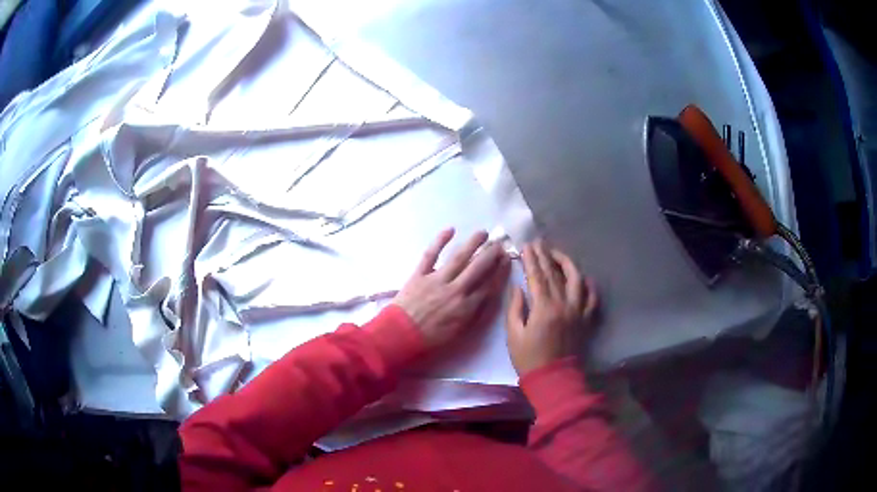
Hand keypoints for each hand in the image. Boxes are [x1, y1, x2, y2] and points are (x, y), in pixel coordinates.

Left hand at [393, 228, 510, 348]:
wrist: (400, 335)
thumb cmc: (431, 338)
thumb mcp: (460, 332)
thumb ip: (475, 314)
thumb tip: (488, 296)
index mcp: (466, 306)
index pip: (489, 284)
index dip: (500, 271)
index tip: (507, 259)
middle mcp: (455, 290)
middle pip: (478, 267)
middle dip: (491, 254)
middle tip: (499, 244)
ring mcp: (437, 280)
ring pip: (459, 257)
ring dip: (473, 243)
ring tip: (483, 233)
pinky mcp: (419, 274)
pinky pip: (430, 254)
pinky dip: (440, 241)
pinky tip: (451, 230)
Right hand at [505, 240, 598, 375]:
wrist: (553, 378)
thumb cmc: (529, 359)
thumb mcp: (513, 335)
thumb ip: (515, 308)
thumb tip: (518, 287)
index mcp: (543, 308)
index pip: (537, 276)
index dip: (531, 260)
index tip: (526, 246)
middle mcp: (563, 304)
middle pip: (554, 274)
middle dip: (545, 256)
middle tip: (538, 243)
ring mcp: (578, 311)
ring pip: (576, 279)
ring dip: (567, 264)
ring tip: (558, 255)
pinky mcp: (586, 319)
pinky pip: (592, 298)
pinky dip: (588, 285)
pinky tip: (582, 278)